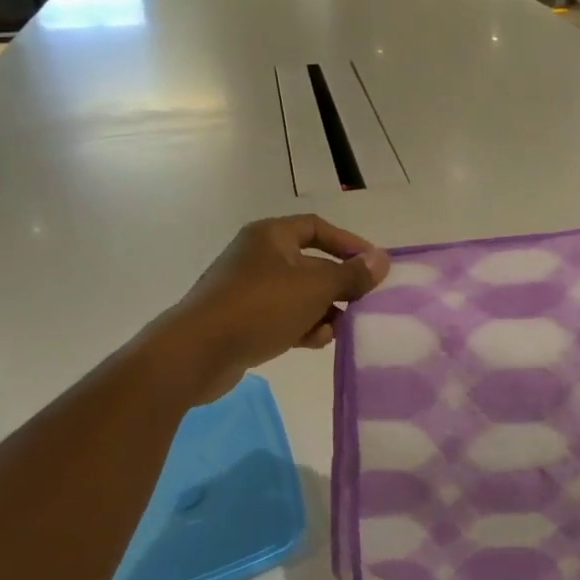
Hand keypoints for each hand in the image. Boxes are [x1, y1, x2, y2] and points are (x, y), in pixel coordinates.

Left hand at [164, 216, 389, 402]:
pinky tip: (315, 342)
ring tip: (339, 329)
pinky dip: (301, 327)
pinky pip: (282, 317)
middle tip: (363, 303)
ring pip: (298, 295)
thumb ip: (351, 274)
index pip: (317, 228)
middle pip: (311, 264)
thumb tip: (382, 260)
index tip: (372, 266)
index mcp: (271, 237)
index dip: (348, 244)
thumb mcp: (315, 288)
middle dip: (338, 285)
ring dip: (323, 311)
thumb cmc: (260, 307)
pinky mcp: (241, 321)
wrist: (197, 352)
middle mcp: (257, 257)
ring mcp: (246, 290)